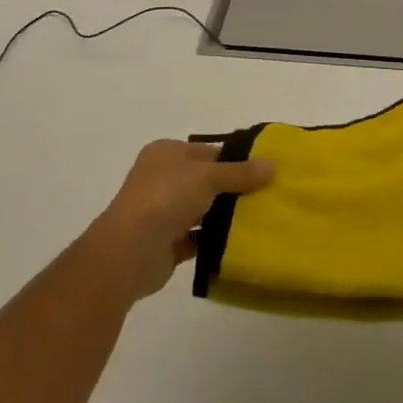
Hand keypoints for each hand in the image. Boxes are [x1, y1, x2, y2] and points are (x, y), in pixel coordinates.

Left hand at [85, 140, 273, 303]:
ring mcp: (162, 212)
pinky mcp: (166, 243)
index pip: (207, 151)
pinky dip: (214, 241)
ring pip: (202, 210)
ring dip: (224, 216)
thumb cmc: (166, 197)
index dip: (235, 159)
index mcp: (166, 153)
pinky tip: (239, 244)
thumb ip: (240, 172)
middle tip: (267, 196)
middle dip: (233, 189)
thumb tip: (273, 164)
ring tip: (260, 220)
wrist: (129, 251)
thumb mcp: (208, 176)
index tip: (265, 171)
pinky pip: (197, 238)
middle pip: (205, 181)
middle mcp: (162, 178)